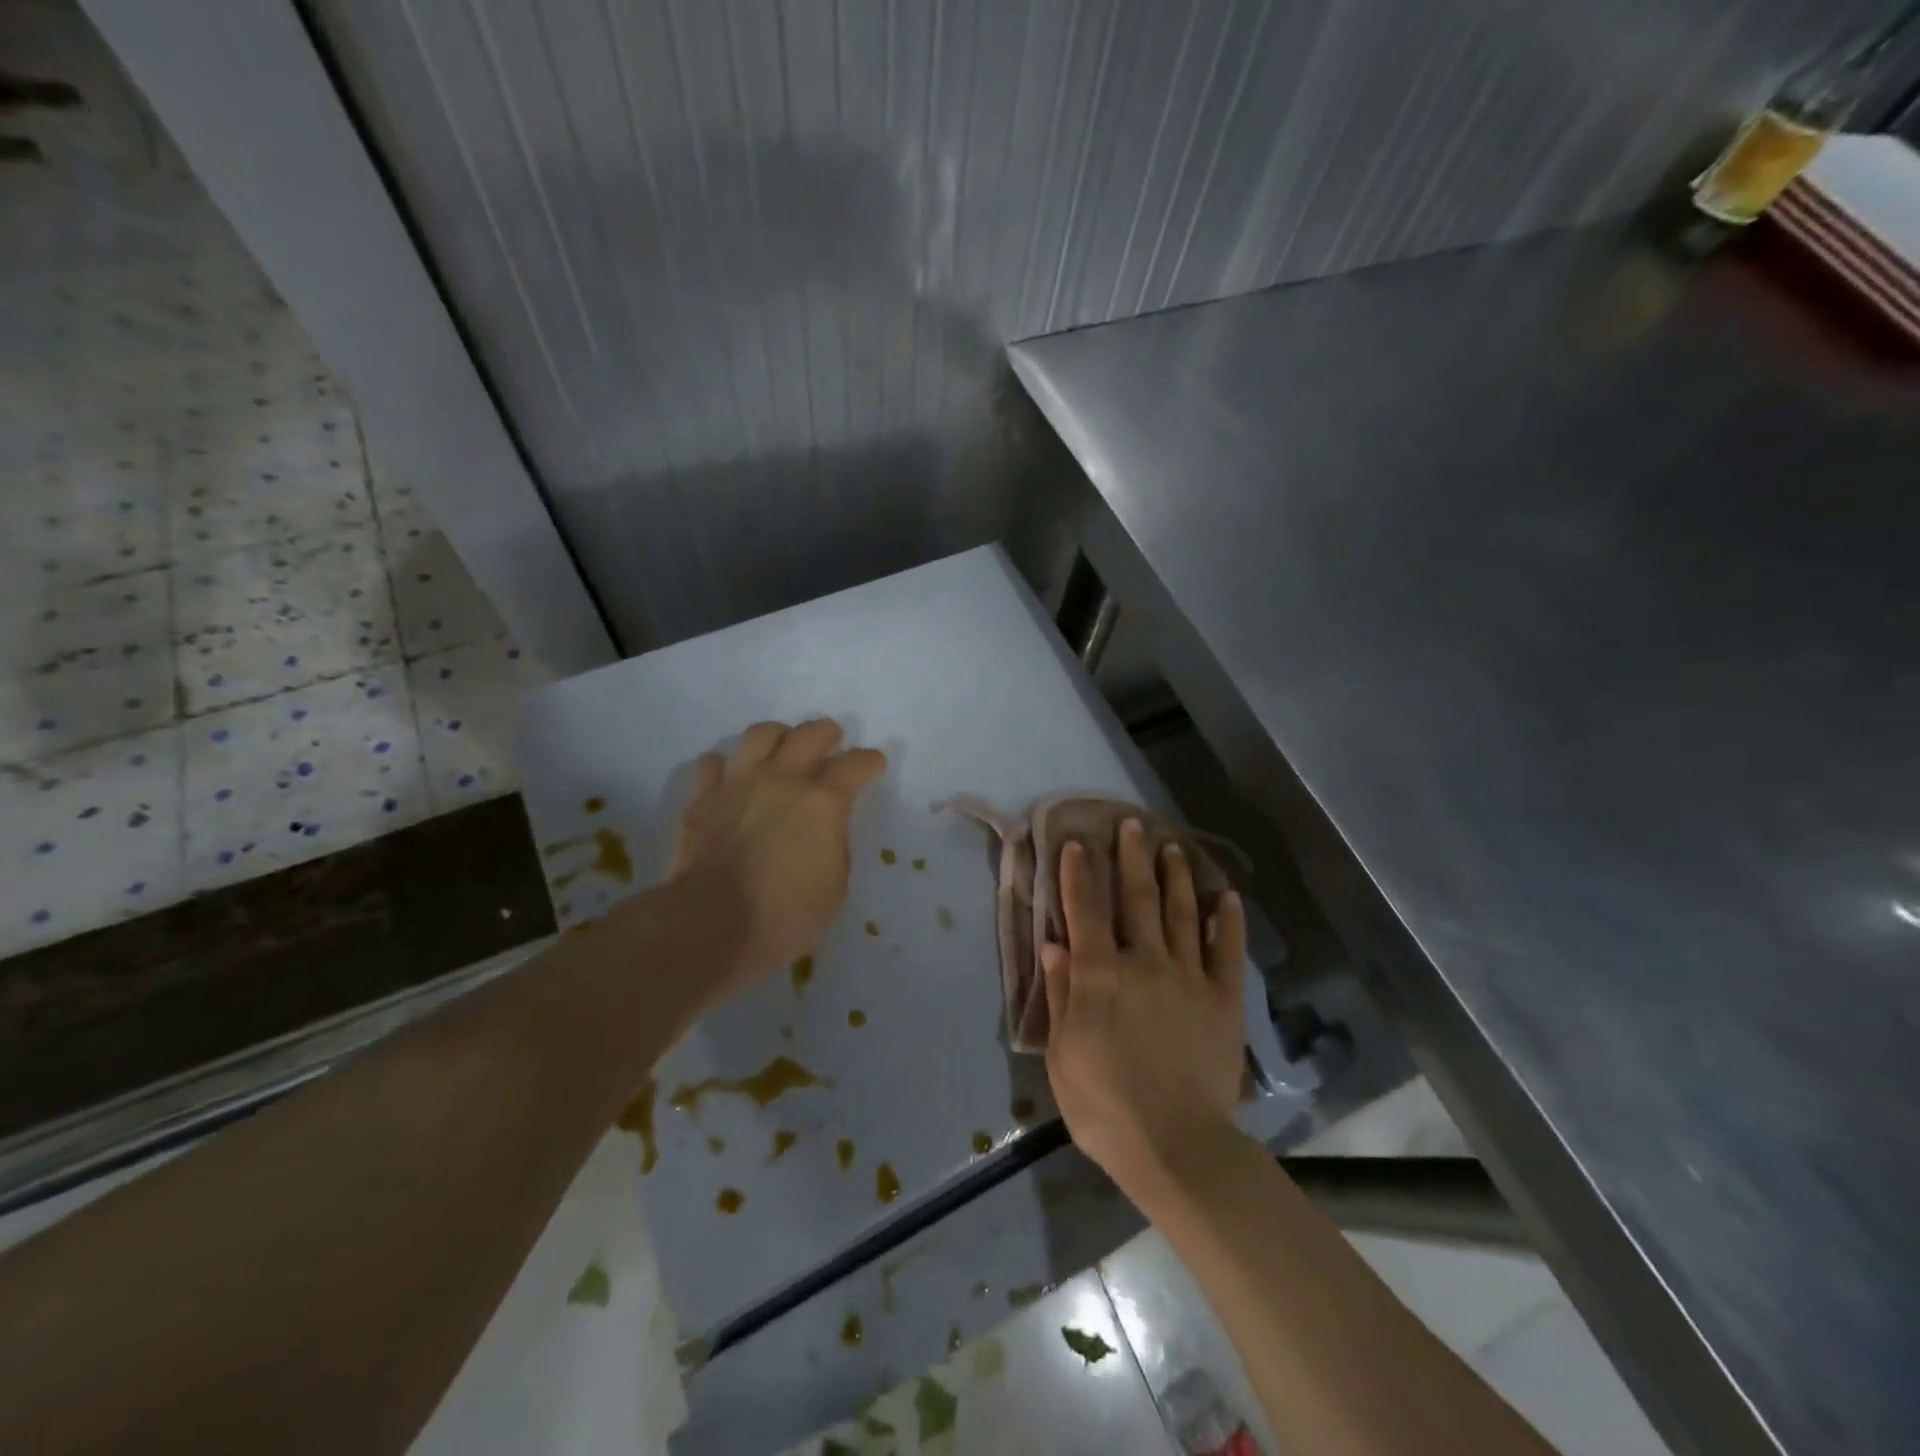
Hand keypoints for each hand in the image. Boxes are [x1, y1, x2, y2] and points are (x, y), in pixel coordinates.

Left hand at [670, 719, 885, 1000]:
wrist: (710, 928)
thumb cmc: (784, 917)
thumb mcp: (835, 888)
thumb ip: (835, 846)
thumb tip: (825, 830)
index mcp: (824, 802)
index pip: (857, 764)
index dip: (871, 762)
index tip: (874, 766)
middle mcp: (783, 779)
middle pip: (811, 733)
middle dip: (828, 733)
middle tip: (833, 743)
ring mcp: (739, 784)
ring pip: (761, 734)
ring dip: (779, 736)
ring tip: (784, 748)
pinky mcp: (703, 798)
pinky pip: (712, 763)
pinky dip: (724, 766)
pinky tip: (730, 777)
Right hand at [1042, 819, 1247, 1199]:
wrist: (1176, 1146)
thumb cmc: (1105, 1105)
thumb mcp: (1064, 1054)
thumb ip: (1063, 994)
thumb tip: (1053, 945)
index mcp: (1100, 975)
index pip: (1085, 912)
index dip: (1079, 875)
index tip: (1077, 843)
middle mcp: (1144, 962)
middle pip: (1137, 899)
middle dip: (1132, 858)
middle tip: (1133, 825)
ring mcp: (1188, 977)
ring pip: (1182, 914)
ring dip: (1175, 877)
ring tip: (1172, 847)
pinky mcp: (1223, 1000)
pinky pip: (1227, 952)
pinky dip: (1227, 922)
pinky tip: (1225, 897)